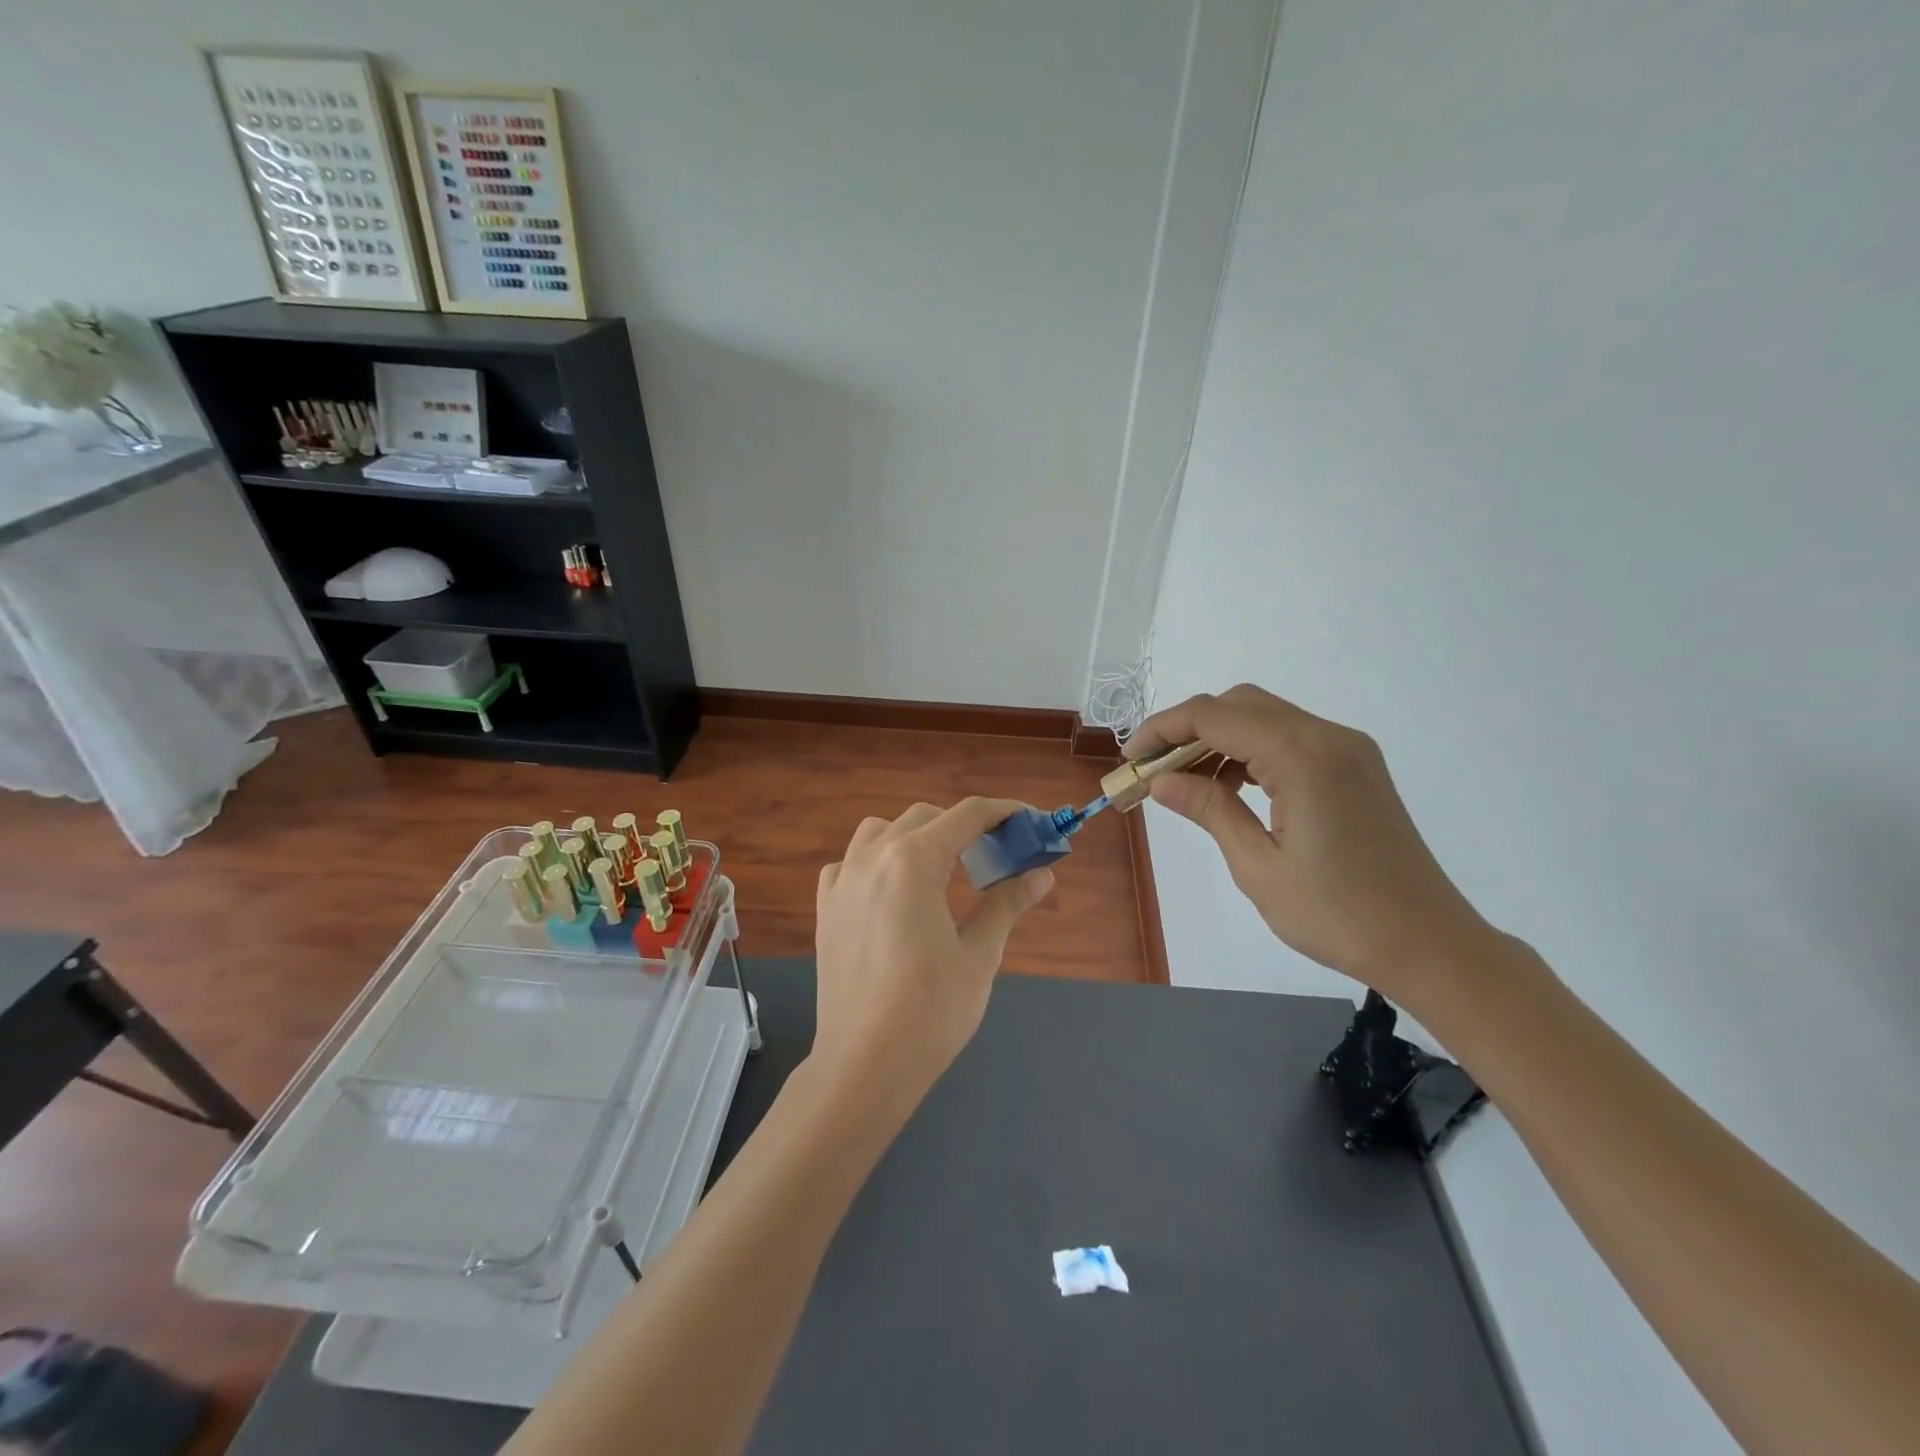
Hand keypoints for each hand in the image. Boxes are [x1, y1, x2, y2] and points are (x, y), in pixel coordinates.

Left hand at [813, 798, 1054, 1104]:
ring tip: (940, 873)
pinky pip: (850, 863)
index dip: (1004, 811)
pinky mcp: (825, 907)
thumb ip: (1007, 902)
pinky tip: (891, 895)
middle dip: (964, 827)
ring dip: (916, 838)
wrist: (864, 1063)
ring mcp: (842, 880)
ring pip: (882, 831)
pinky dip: (876, 862)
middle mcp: (873, 857)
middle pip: (926, 818)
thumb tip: (1041, 873)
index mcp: (914, 861)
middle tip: (994, 858)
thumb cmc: (931, 1009)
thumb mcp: (980, 954)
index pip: (966, 815)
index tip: (1030, 821)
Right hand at [1128, 685, 1488, 997]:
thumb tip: (1161, 781)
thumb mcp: (1259, 867)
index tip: (1130, 759)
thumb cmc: (1339, 915)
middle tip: (1153, 771)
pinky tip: (1229, 787)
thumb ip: (1210, 810)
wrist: (1430, 944)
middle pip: (1240, 704)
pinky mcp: (1356, 767)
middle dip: (1187, 729)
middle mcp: (1328, 736)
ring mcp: (1347, 749)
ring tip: (1183, 783)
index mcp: (1303, 756)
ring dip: (1218, 739)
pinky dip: (1250, 751)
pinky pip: (1289, 738)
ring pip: (1264, 718)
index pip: (1214, 716)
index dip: (1163, 729)